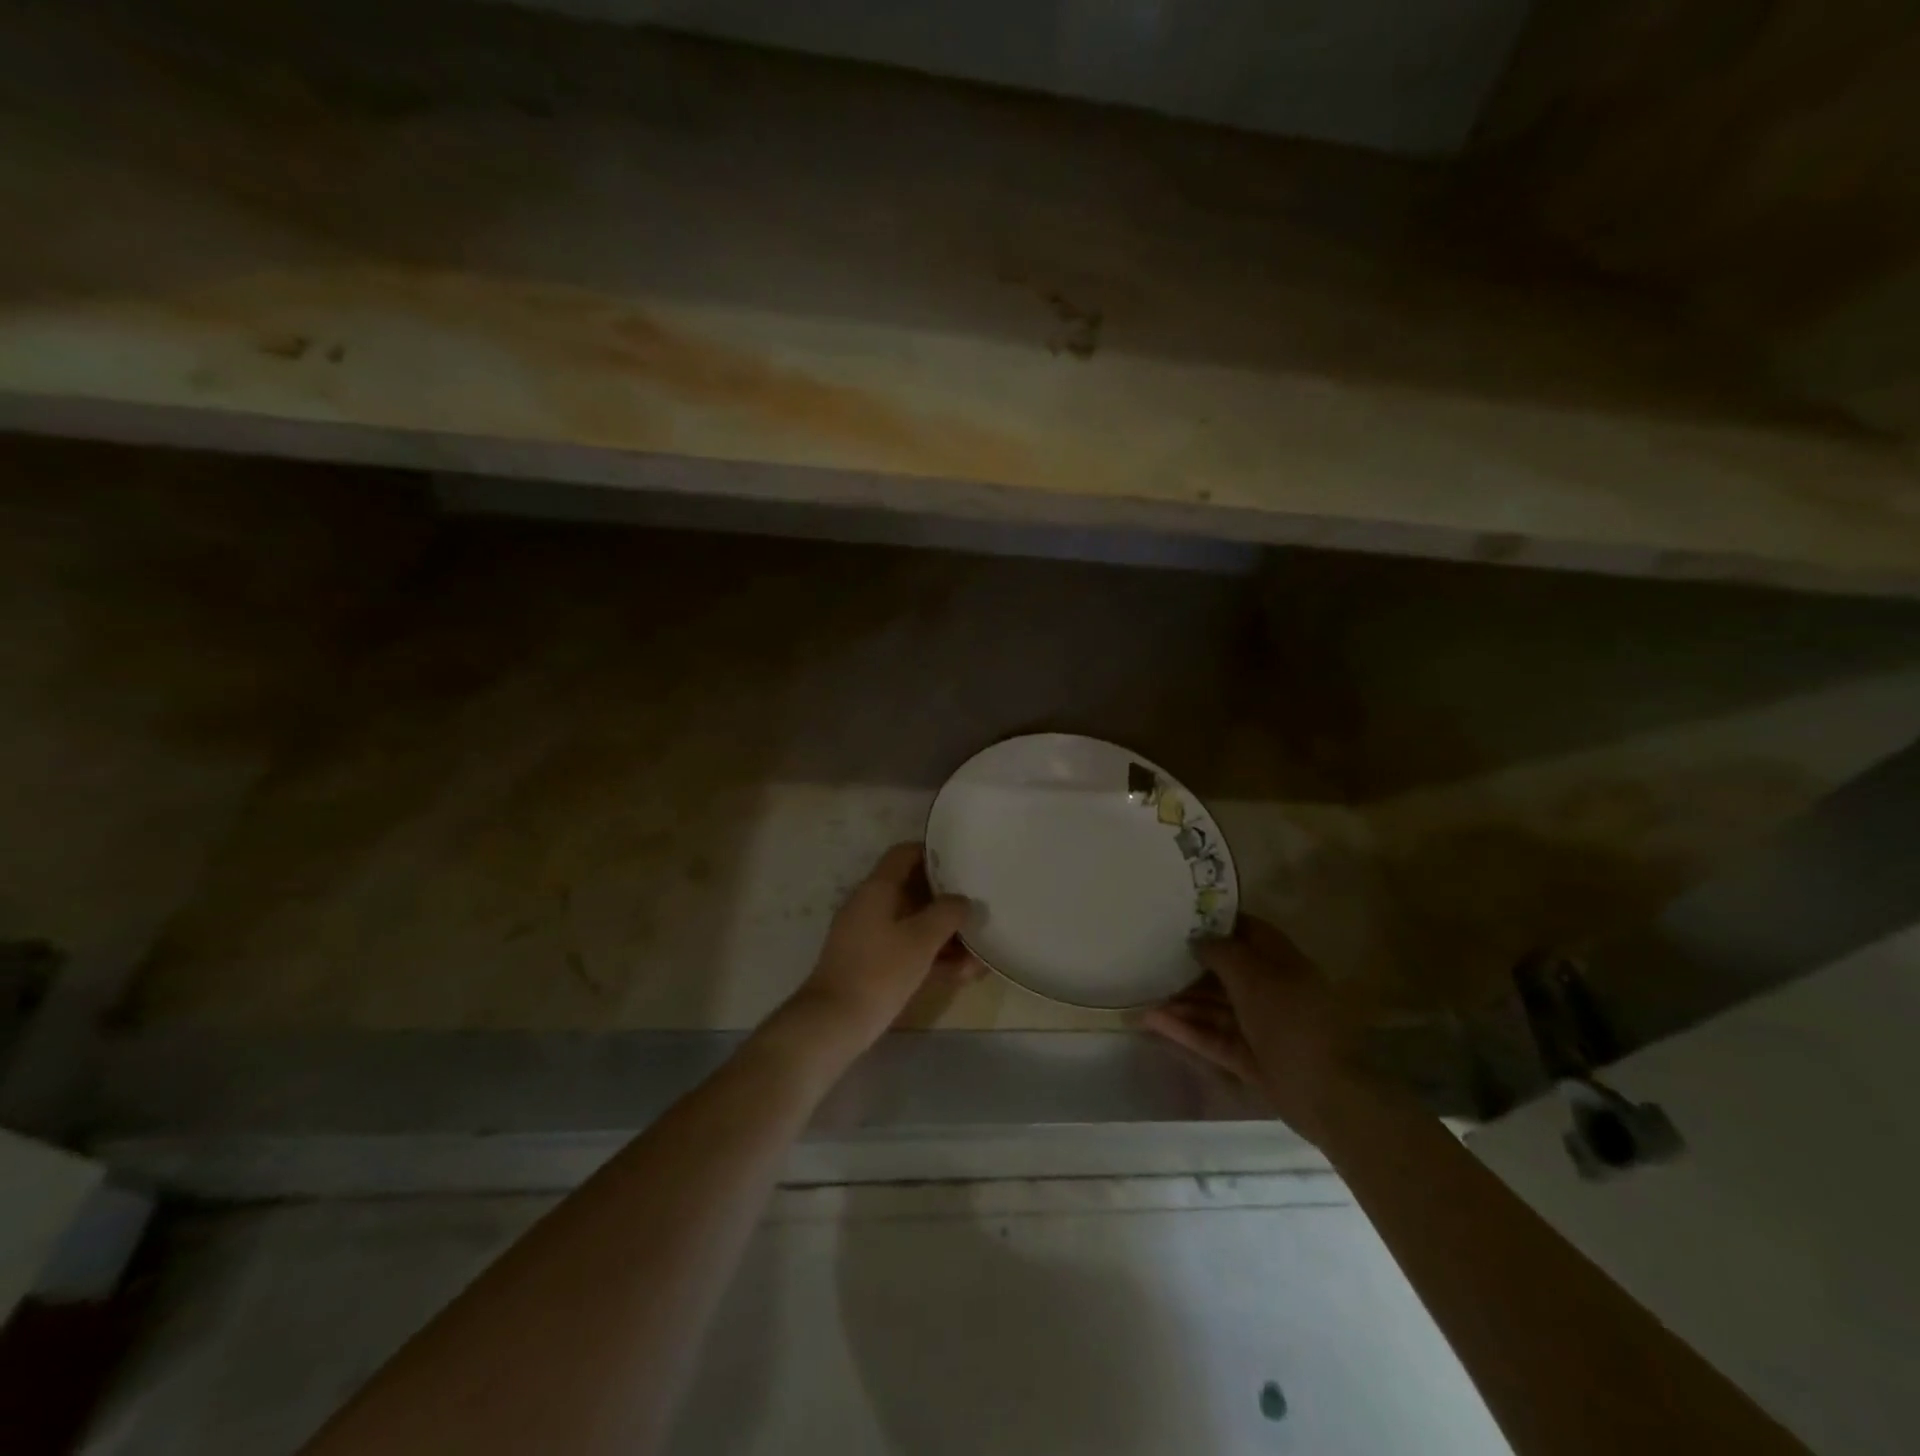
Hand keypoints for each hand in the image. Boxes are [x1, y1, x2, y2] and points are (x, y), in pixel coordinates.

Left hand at [790, 843, 979, 1051]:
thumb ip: (947, 913)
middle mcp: (870, 905)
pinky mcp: (870, 964)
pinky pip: (906, 949)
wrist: (834, 1022)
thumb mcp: (921, 939)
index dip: (933, 853)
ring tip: (979, 952)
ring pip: (913, 924)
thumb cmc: (880, 970)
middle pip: (913, 890)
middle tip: (978, 908)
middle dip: (947, 902)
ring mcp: (868, 936)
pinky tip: (962, 974)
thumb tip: (962, 900)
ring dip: (944, 935)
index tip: (962, 861)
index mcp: (877, 888)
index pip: (904, 854)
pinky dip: (931, 956)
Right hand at [1144, 916, 1374, 1144]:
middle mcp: (1272, 990)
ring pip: (1215, 1007)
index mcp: (1282, 962)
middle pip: (1227, 972)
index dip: (1218, 922)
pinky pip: (1212, 1037)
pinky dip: (1185, 1030)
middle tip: (1153, 955)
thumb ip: (1221, 952)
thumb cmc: (1291, 1019)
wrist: (1329, 1093)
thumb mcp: (1253, 975)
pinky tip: (1152, 1021)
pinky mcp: (1250, 1058)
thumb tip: (1197, 939)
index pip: (1248, 932)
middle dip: (1191, 965)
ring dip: (1182, 1000)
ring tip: (1143, 993)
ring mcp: (1261, 1027)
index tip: (1182, 916)